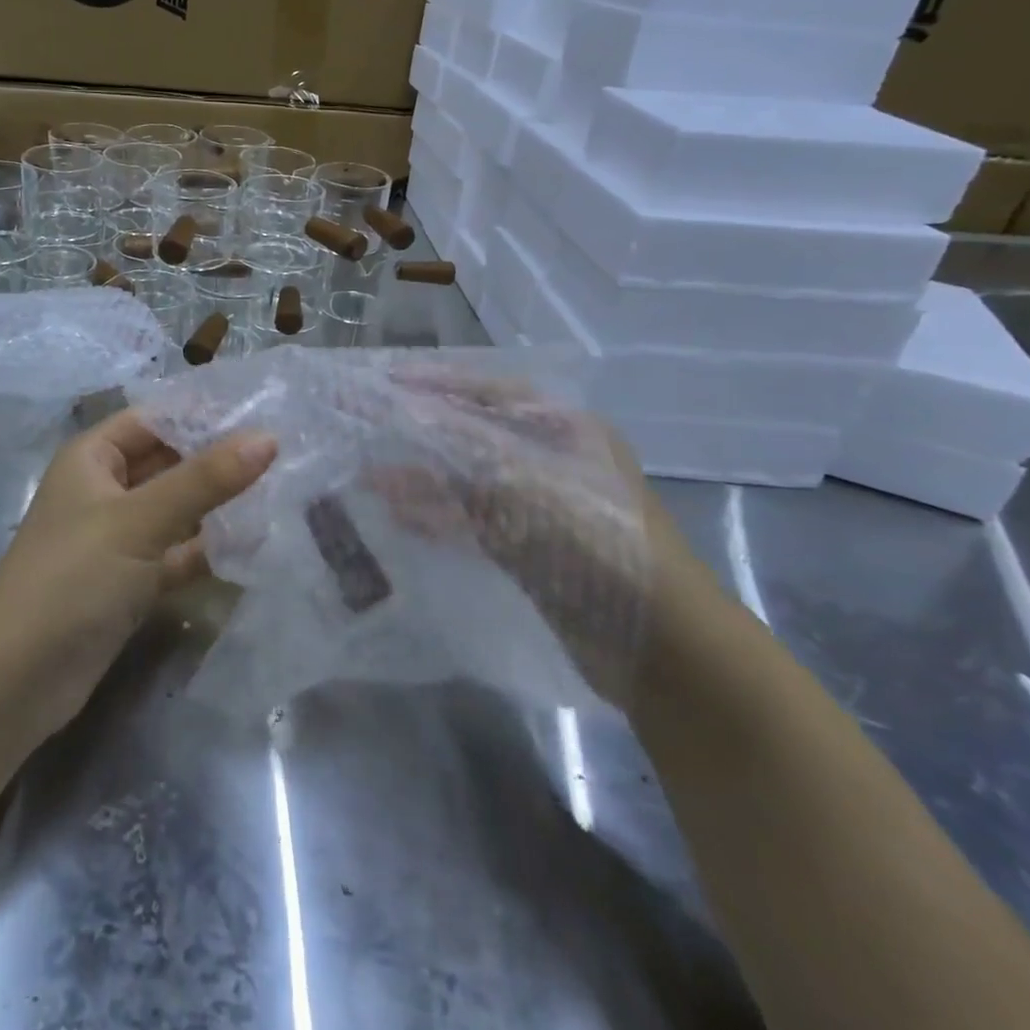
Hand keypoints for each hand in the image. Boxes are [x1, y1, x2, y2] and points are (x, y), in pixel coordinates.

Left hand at [0, 408, 276, 733]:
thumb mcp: (141, 518)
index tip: (262, 410)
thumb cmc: (73, 575)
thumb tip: (268, 438)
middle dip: (218, 460)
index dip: (203, 414)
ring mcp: (119, 539)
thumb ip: (206, 479)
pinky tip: (255, 543)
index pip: (155, 419)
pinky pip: (178, 553)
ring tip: (281, 490)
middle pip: (170, 463)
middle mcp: (106, 491)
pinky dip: (209, 548)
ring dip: (219, 505)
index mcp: (94, 458)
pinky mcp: (131, 583)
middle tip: (284, 452)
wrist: (16, 678)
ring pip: (178, 510)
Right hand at [369, 368, 716, 707]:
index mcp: (564, 427)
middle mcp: (553, 458)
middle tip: (366, 429)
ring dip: (422, 480)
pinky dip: (439, 517)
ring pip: (469, 481)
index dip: (433, 385)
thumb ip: (457, 452)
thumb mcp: (525, 483)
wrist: (662, 646)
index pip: (486, 391)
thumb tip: (396, 427)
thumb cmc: (597, 540)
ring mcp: (543, 506)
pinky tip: (400, 518)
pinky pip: (475, 521)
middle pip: (473, 435)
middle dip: (420, 433)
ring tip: (369, 478)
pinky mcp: (534, 550)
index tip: (383, 383)